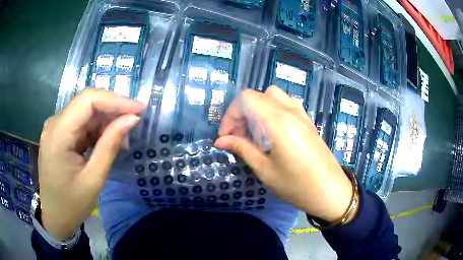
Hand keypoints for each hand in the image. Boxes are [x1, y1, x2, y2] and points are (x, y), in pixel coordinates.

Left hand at [38, 89, 144, 240]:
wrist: (54, 215)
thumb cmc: (71, 204)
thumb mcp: (93, 180)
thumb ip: (110, 146)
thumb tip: (132, 119)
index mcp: (58, 134)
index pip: (87, 100)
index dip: (115, 100)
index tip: (140, 109)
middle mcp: (55, 123)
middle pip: (87, 103)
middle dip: (113, 110)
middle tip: (134, 125)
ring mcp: (56, 127)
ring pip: (86, 111)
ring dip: (106, 121)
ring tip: (122, 140)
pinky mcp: (60, 133)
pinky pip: (82, 122)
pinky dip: (98, 129)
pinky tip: (107, 141)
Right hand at [215, 86, 353, 221]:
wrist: (331, 192)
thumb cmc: (297, 186)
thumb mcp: (266, 170)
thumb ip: (243, 149)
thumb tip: (220, 140)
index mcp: (279, 122)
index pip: (247, 99)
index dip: (231, 114)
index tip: (226, 136)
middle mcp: (291, 111)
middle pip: (258, 95)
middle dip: (243, 112)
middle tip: (238, 136)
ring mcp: (302, 115)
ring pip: (273, 97)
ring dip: (258, 110)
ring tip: (254, 133)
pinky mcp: (308, 121)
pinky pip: (286, 105)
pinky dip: (272, 111)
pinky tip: (272, 133)